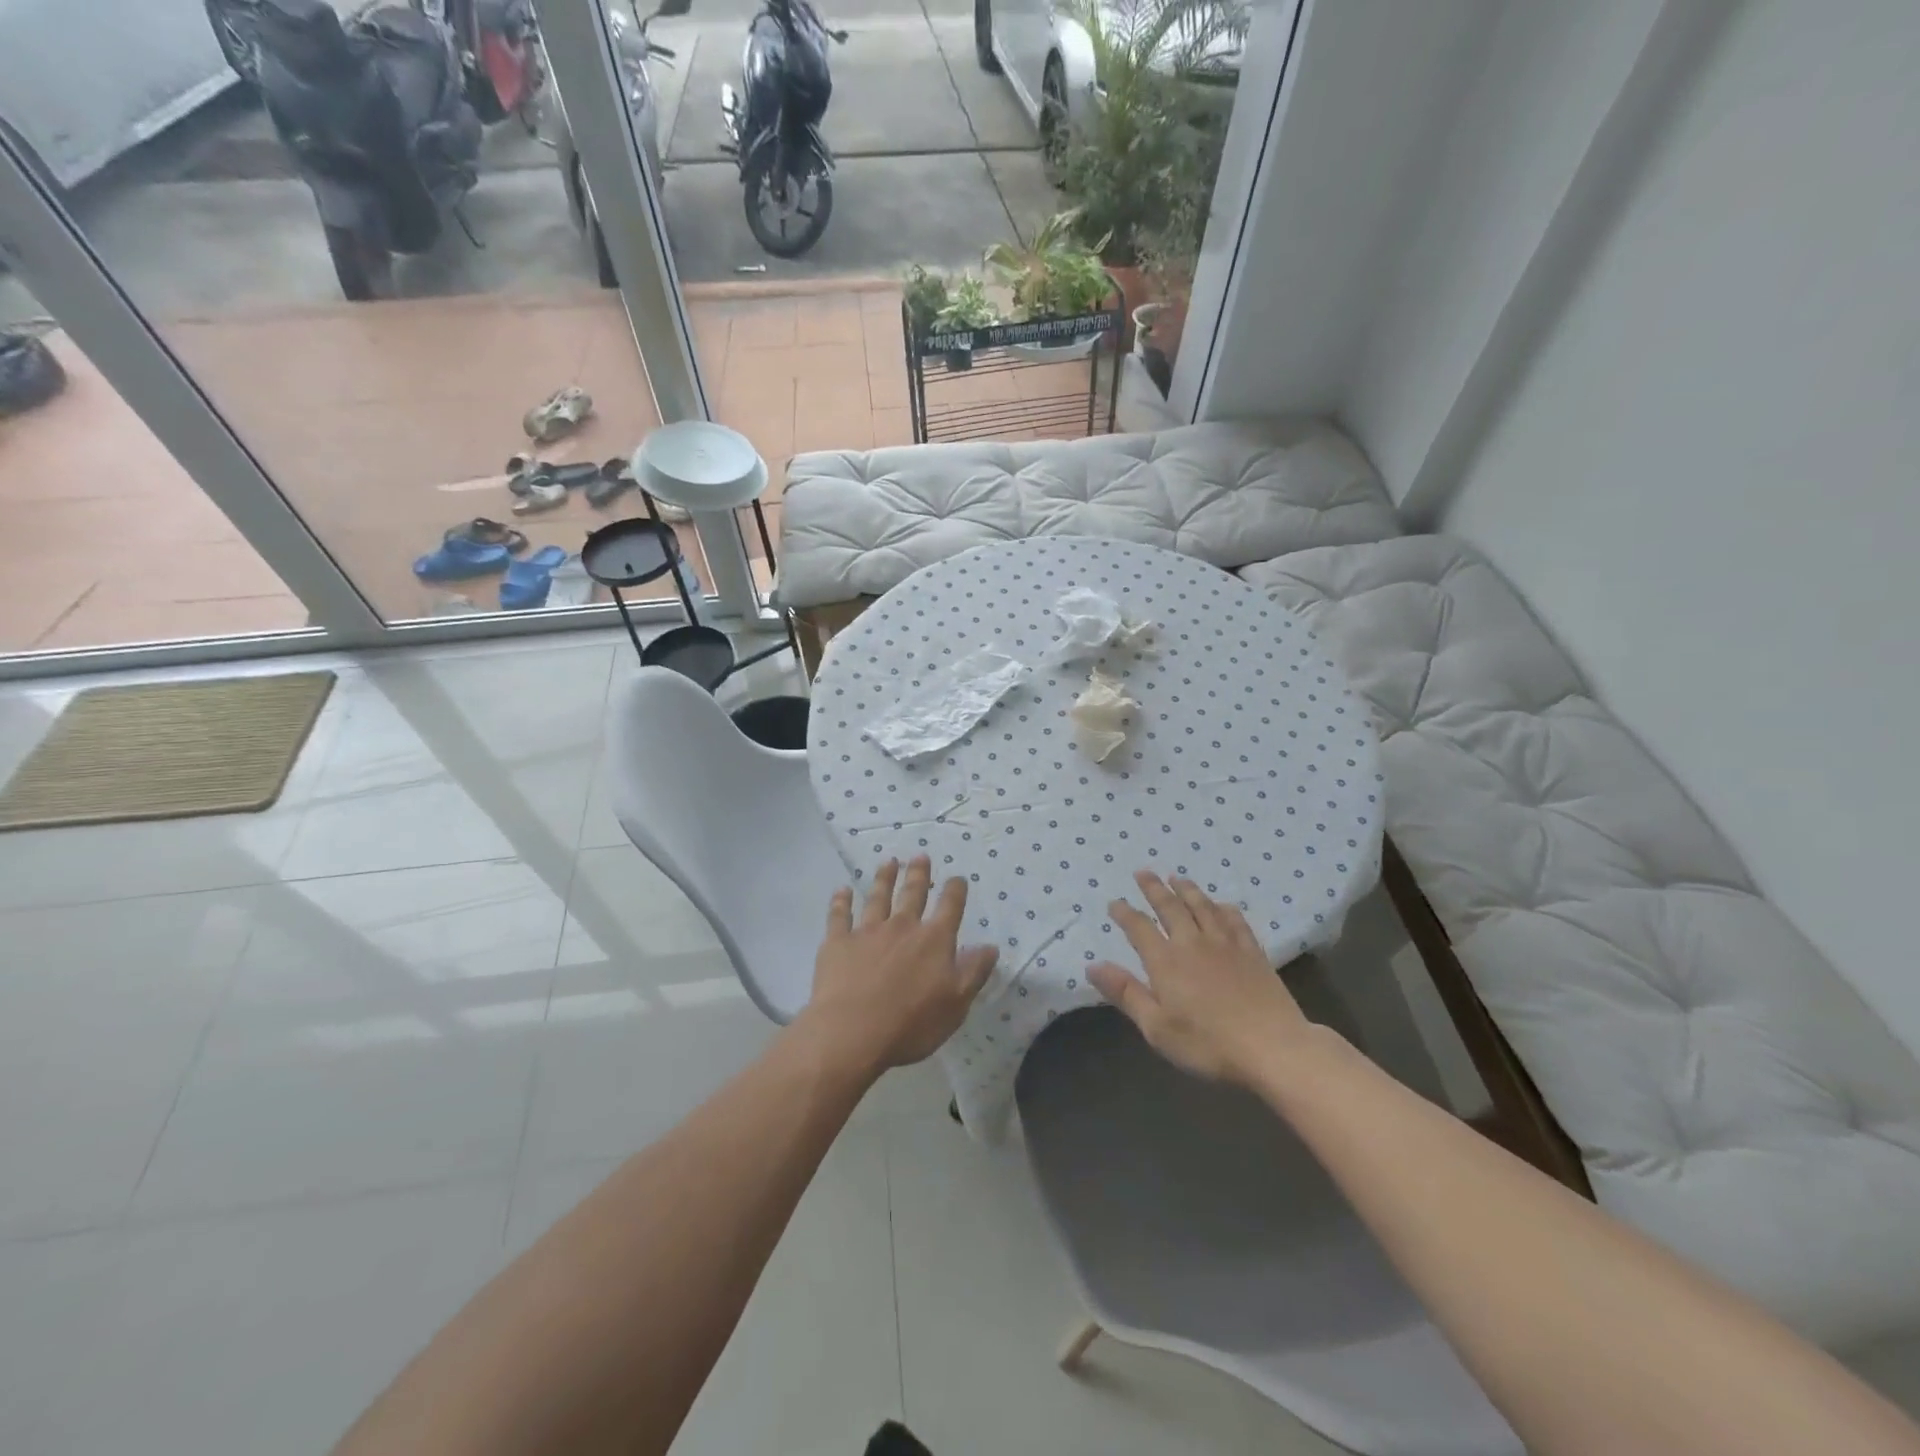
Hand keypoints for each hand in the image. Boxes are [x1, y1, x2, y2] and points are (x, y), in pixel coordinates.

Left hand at [803, 857, 998, 1075]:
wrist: (852, 1032)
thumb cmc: (911, 1023)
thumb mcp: (956, 1004)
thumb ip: (974, 972)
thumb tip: (990, 946)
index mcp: (934, 940)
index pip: (949, 907)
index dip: (955, 890)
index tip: (958, 878)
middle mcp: (902, 926)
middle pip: (912, 894)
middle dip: (918, 874)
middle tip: (920, 856)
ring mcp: (867, 931)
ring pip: (877, 897)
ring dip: (884, 878)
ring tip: (889, 862)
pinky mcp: (838, 942)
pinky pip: (839, 915)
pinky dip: (841, 901)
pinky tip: (842, 890)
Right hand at [1090, 871, 1321, 1085]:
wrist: (1273, 1048)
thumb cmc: (1208, 1043)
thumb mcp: (1157, 1027)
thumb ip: (1126, 993)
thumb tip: (1092, 966)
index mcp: (1166, 961)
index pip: (1139, 928)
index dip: (1125, 913)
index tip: (1114, 902)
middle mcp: (1193, 943)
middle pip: (1170, 907)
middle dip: (1154, 888)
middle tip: (1143, 872)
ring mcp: (1226, 944)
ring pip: (1202, 906)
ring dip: (1187, 889)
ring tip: (1176, 878)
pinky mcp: (1253, 952)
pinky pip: (1234, 920)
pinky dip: (1223, 908)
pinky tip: (1221, 904)